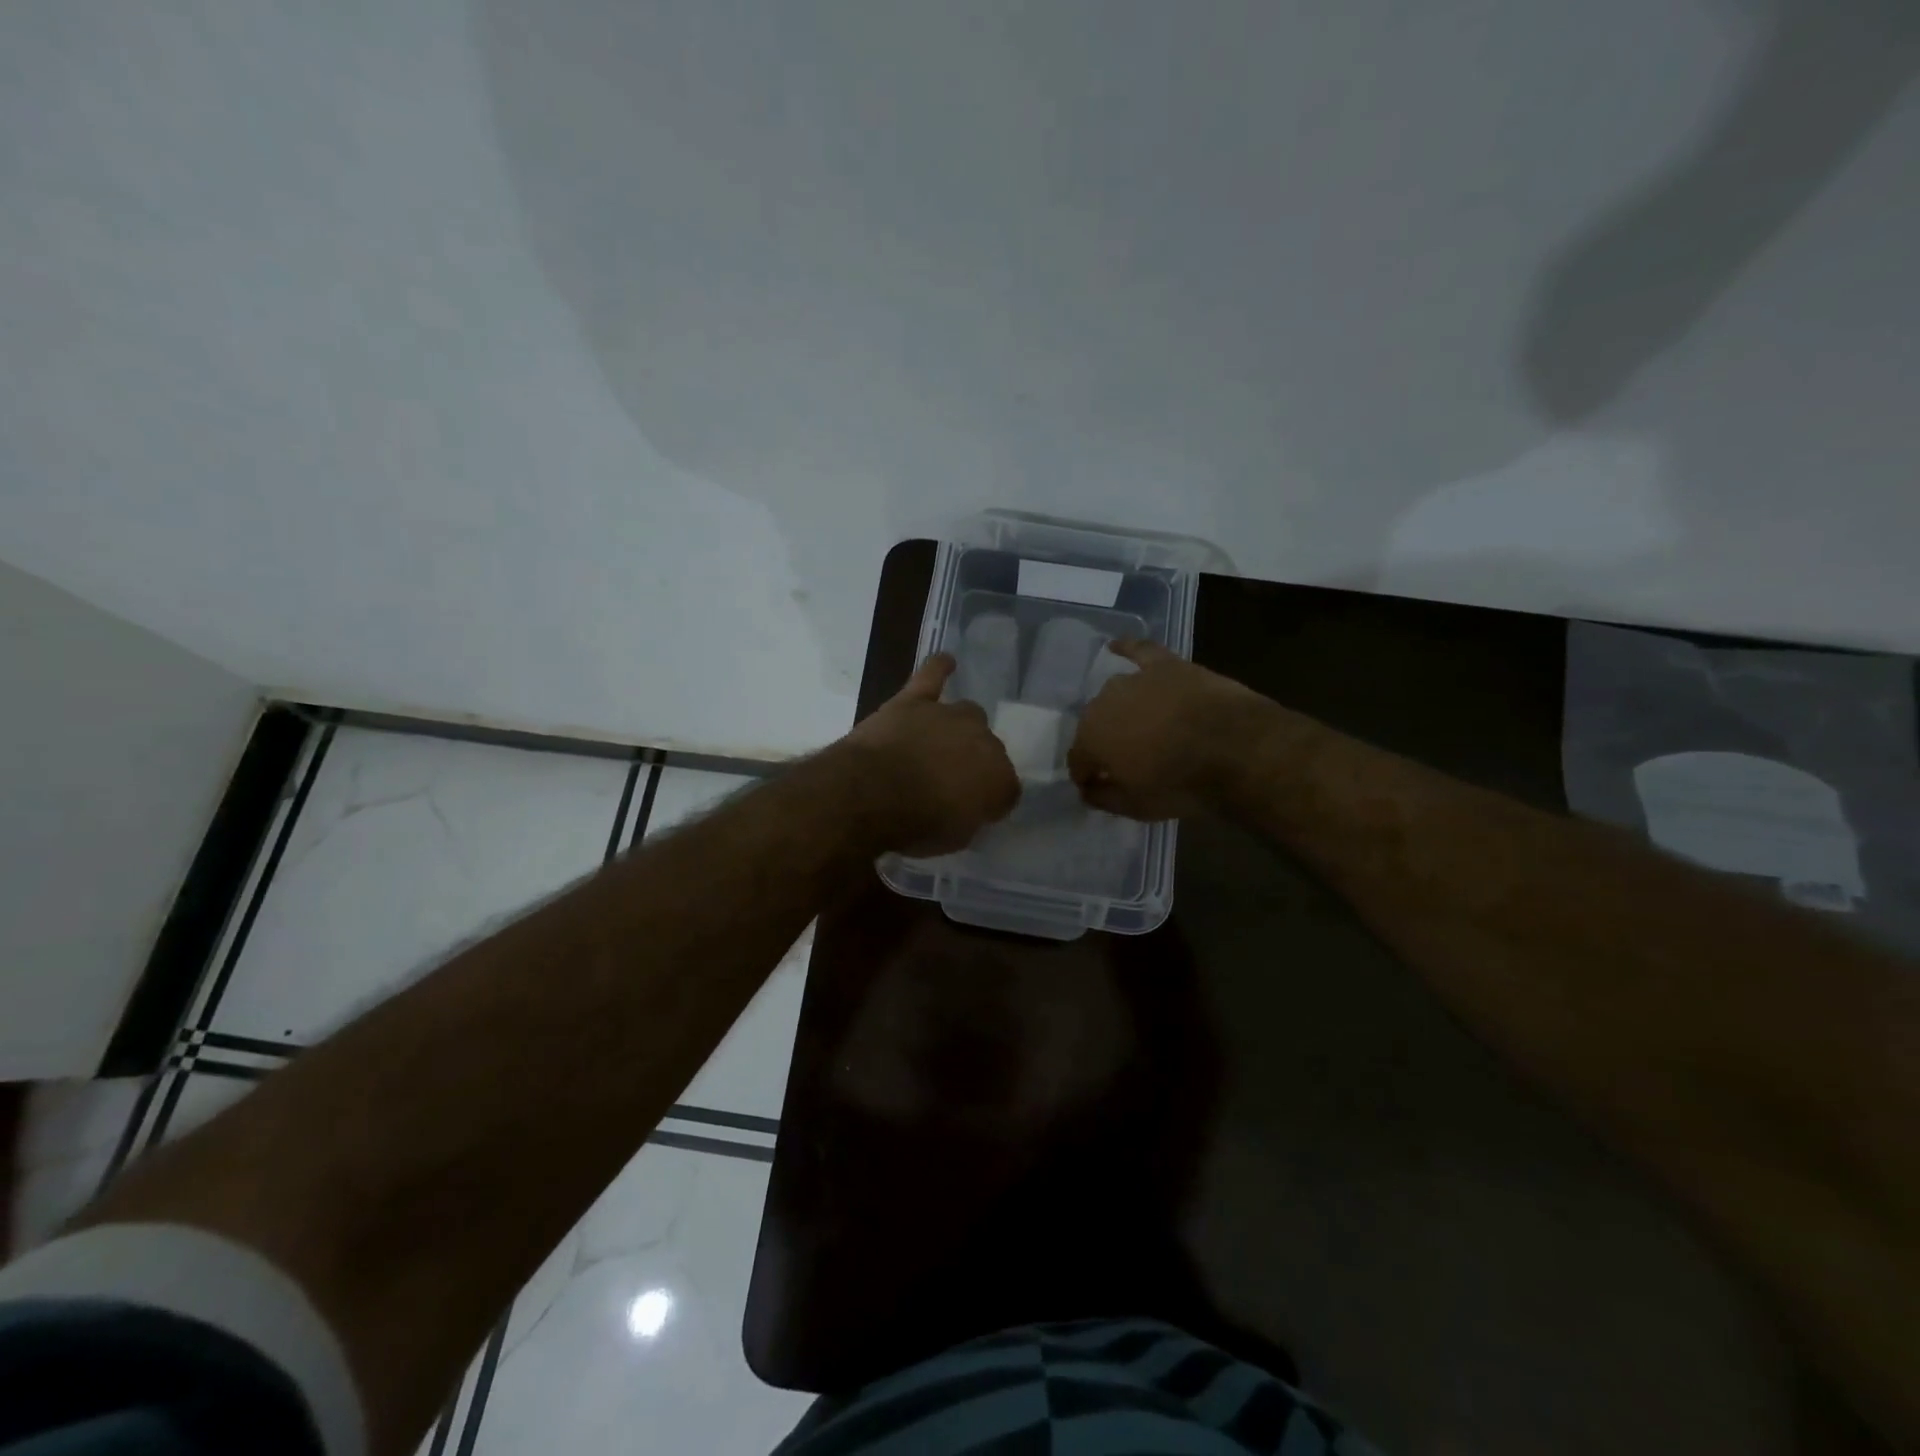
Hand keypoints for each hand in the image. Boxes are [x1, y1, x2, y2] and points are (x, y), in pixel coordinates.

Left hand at [839, 653, 1019, 853]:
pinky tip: (946, 661)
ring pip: (967, 714)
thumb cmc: (916, 825)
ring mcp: (948, 716)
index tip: (974, 811)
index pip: (1006, 788)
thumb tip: (969, 807)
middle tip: (950, 781)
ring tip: (941, 743)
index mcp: (999, 779)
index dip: (990, 800)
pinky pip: (932, 676)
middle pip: (988, 748)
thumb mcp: (954, 837)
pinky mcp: (914, 701)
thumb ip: (969, 817)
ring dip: (958, 729)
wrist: (871, 794)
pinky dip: (939, 669)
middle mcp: (983, 740)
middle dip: (974, 762)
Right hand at [1067, 640, 1271, 820]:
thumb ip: (1103, 798)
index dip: (1087, 775)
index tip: (1098, 787)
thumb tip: (1088, 790)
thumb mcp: (1135, 807)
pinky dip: (1127, 649)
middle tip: (1126, 759)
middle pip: (1095, 725)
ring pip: (1116, 696)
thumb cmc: (1180, 784)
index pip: (1078, 760)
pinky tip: (1116, 646)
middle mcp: (1102, 703)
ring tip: (1138, 726)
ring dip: (1121, 711)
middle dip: (1104, 742)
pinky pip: (1139, 651)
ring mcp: (1134, 680)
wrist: (1235, 749)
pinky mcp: (1166, 664)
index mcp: (1090, 739)